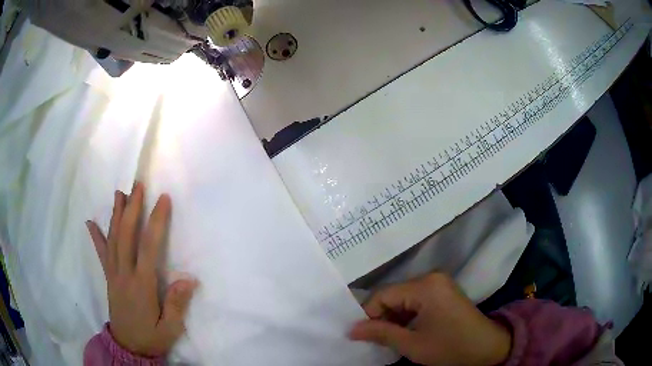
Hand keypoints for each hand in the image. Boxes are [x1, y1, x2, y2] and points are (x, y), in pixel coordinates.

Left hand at [86, 182, 197, 356]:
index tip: (162, 199)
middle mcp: (124, 274)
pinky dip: (96, 237)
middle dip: (132, 208)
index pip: (148, 247)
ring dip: (116, 215)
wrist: (128, 347)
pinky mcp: (109, 278)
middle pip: (126, 235)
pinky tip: (90, 223)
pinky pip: (101, 254)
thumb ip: (177, 304)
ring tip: (119, 193)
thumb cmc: (151, 337)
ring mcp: (113, 274)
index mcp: (141, 285)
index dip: (156, 221)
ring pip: (113, 239)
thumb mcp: (170, 328)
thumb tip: (189, 279)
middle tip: (137, 185)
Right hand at [350, 273, 511, 365]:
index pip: (383, 295)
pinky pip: (416, 299)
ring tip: (389, 338)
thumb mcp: (412, 344)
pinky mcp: (443, 291)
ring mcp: (439, 283)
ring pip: (403, 298)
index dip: (368, 315)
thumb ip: (380, 333)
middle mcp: (431, 278)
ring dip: (394, 317)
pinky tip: (405, 331)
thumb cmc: (450, 348)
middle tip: (375, 339)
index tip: (362, 336)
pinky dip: (407, 315)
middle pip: (393, 295)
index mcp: (424, 286)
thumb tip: (351, 329)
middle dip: (381, 317)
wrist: (487, 348)